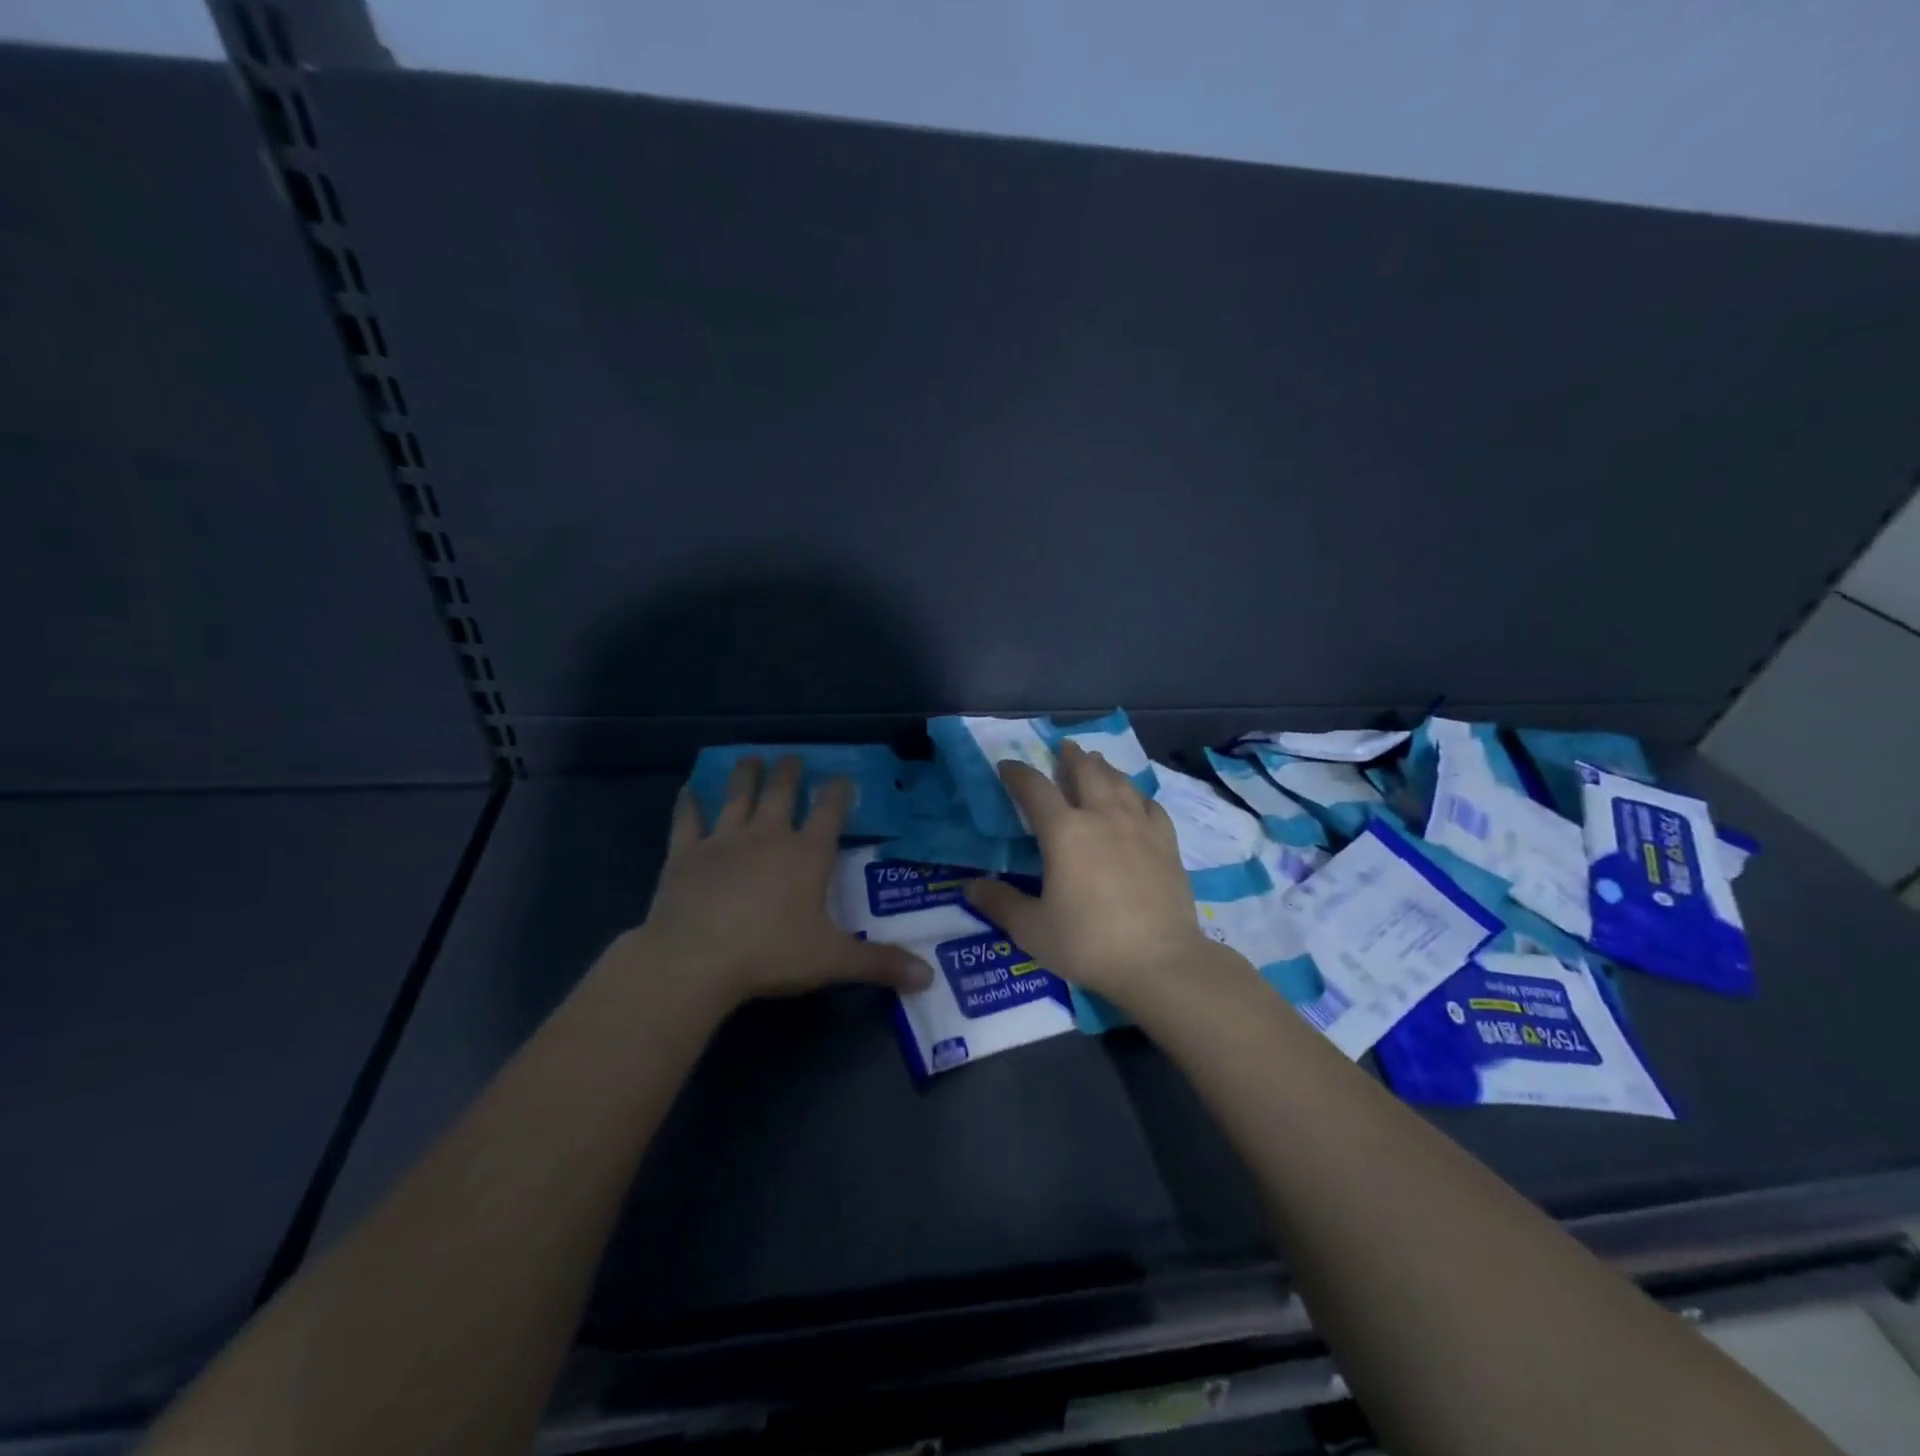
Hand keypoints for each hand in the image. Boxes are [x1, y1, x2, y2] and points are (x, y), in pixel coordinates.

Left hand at [622, 756, 931, 1007]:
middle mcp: (768, 836)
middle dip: (790, 772)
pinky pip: (687, 820)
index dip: (838, 790)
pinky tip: (689, 790)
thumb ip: (880, 964)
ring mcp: (723, 840)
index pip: (830, 811)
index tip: (842, 776)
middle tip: (793, 758)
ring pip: (737, 796)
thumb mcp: (832, 961)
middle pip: (781, 792)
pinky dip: (689, 803)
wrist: (695, 960)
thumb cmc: (770, 954)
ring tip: (751, 758)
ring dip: (745, 774)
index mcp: (807, 854)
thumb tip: (929, 977)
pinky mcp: (685, 854)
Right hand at [965, 742, 1232, 1004]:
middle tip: (1063, 748)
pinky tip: (1136, 801)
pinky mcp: (1167, 843)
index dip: (1018, 773)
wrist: (1159, 961)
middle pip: (1086, 771)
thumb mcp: (1032, 929)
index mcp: (1064, 831)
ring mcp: (1139, 826)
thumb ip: (1000, 903)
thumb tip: (970, 887)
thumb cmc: (1088, 943)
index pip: (1034, 788)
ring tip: (1096, 762)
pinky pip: (1151, 805)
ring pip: (1120, 782)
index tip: (1007, 766)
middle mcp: (1102, 816)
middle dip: (1070, 757)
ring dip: (1104, 768)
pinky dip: (1137, 796)